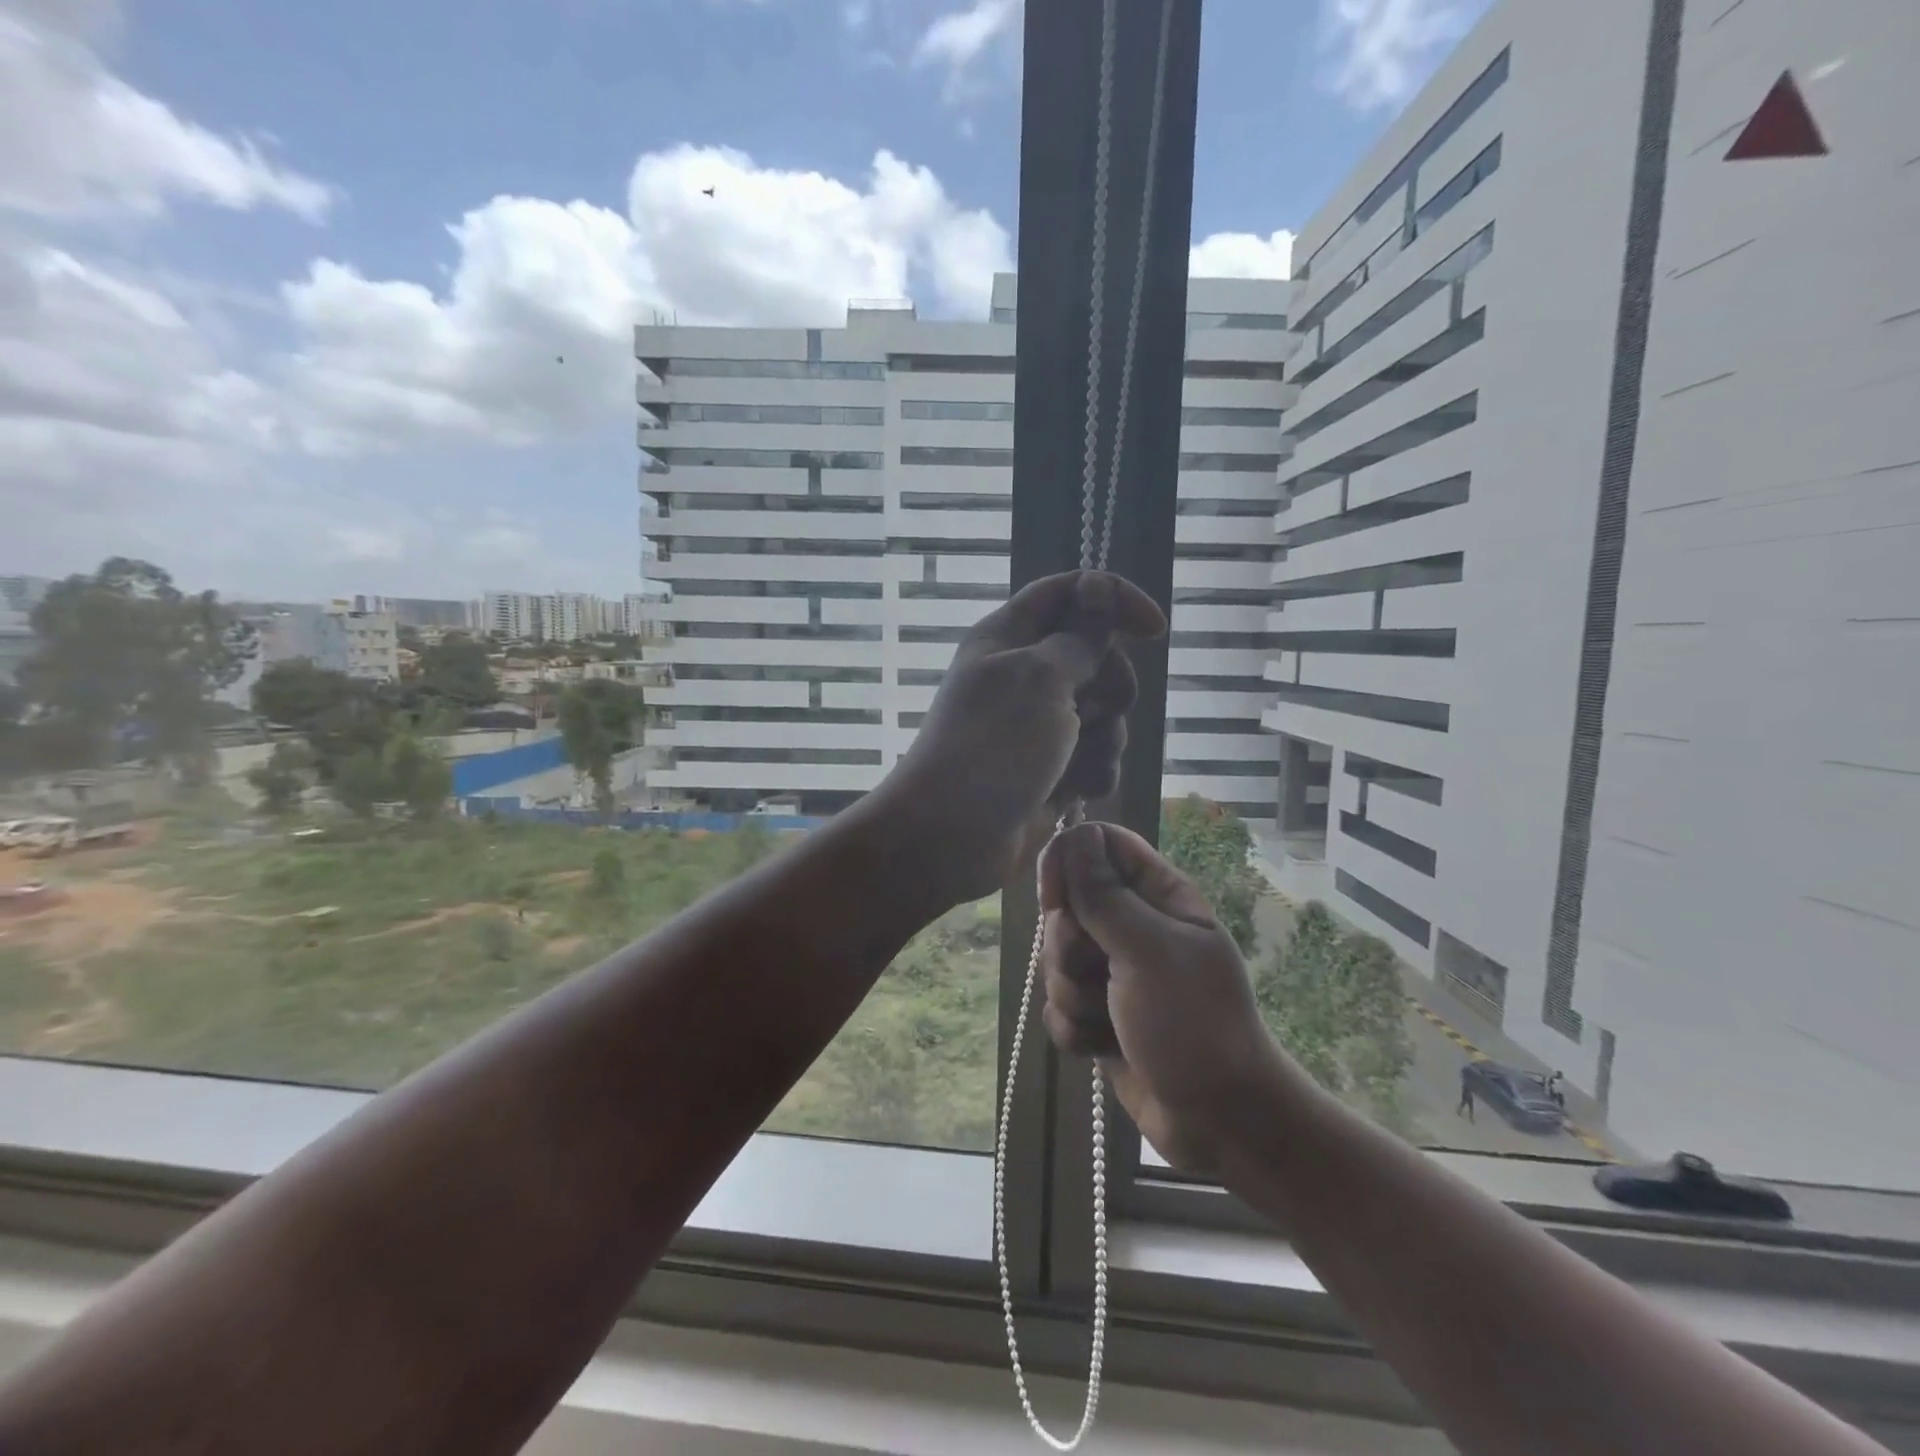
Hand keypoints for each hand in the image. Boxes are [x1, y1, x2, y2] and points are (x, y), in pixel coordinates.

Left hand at [876, 571, 1164, 906]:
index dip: (1115, 600)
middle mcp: (1026, 674)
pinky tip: (1073, 793)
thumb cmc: (992, 747)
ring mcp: (1039, 724)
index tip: (1154, 630)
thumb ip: (1080, 637)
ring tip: (1072, 764)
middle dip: (1109, 688)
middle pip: (1099, 656)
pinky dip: (1092, 773)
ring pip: (1105, 712)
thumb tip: (1098, 586)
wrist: (950, 838)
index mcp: (1010, 636)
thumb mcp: (1040, 679)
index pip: (1071, 592)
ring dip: (1103, 740)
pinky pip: (1096, 756)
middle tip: (1087, 713)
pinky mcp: (1051, 767)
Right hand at [1038, 821, 1283, 1176]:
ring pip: (1054, 960)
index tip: (1056, 899)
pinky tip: (1104, 1047)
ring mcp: (1113, 972)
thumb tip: (1074, 835)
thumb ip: (1103, 895)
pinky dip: (1074, 1029)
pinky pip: (1056, 1006)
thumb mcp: (1149, 951)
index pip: (1099, 845)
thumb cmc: (1195, 1024)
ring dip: (1072, 995)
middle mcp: (1131, 926)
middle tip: (1101, 973)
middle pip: (1065, 907)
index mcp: (1157, 896)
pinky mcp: (1097, 1014)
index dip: (1069, 863)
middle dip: (1069, 948)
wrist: (1220, 1122)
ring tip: (1110, 1020)